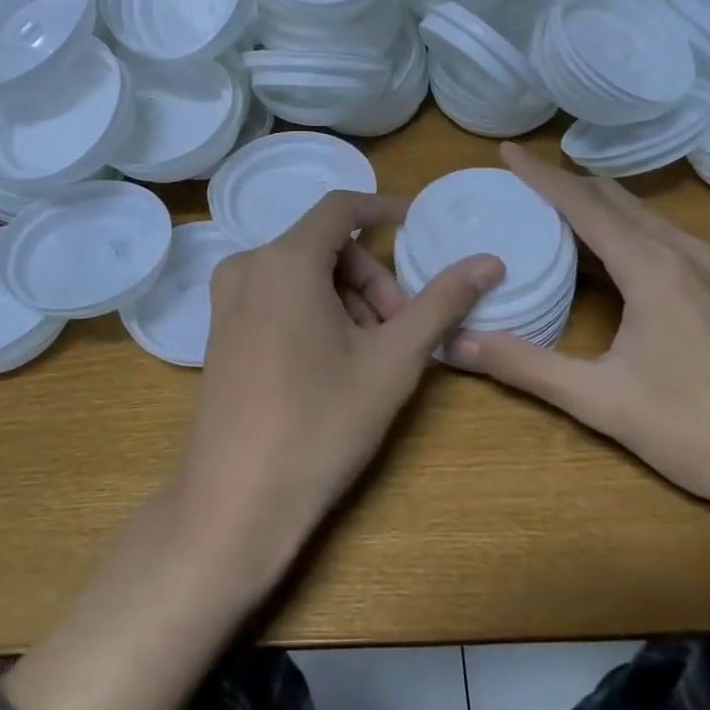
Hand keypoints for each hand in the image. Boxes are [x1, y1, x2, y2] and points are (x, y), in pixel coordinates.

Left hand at [170, 191, 504, 592]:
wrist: (236, 502)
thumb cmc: (320, 424)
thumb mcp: (392, 361)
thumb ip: (441, 303)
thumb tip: (490, 262)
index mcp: (285, 260)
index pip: (342, 207)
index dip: (385, 209)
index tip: (419, 228)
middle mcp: (247, 265)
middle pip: (326, 246)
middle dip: (372, 278)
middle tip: (403, 329)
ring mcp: (227, 298)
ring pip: (303, 273)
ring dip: (347, 299)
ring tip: (373, 355)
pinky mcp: (220, 328)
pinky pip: (278, 295)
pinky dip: (316, 311)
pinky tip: (335, 361)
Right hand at [450, 144, 709, 516]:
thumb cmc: (695, 430)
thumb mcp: (599, 400)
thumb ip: (525, 366)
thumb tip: (455, 343)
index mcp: (652, 267)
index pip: (583, 202)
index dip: (540, 174)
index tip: (504, 150)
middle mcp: (682, 252)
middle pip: (613, 197)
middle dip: (564, 183)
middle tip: (516, 183)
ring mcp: (708, 269)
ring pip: (640, 215)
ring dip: (594, 204)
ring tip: (548, 209)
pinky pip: (658, 236)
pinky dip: (620, 228)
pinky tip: (601, 254)